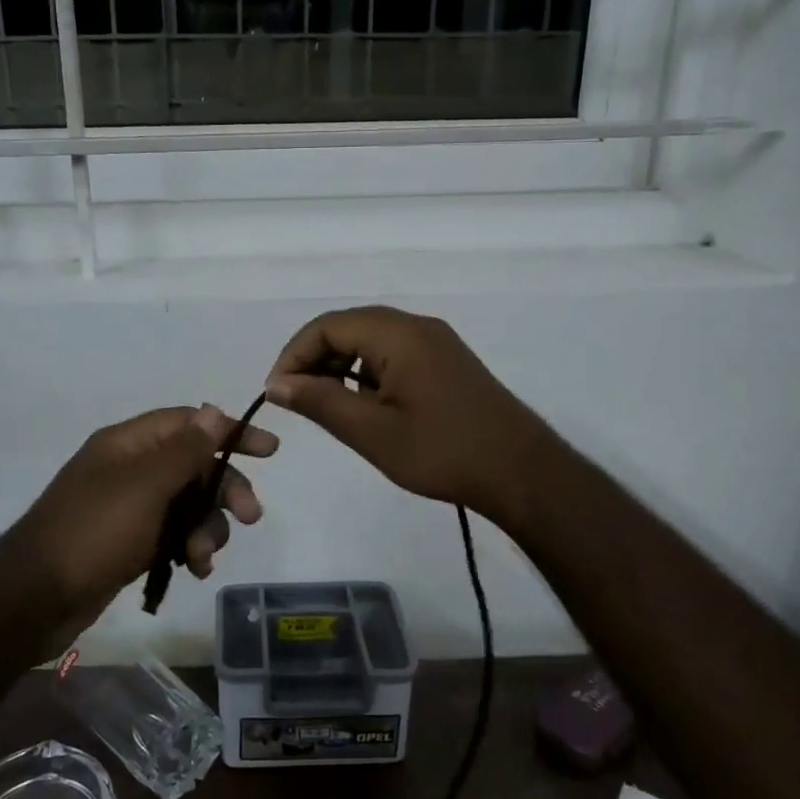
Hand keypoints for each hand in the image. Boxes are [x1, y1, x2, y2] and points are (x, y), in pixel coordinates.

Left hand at [10, 405, 276, 635]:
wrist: (35, 599)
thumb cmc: (94, 532)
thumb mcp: (146, 486)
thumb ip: (185, 450)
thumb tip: (214, 411)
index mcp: (129, 443)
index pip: (190, 423)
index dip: (231, 432)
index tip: (270, 451)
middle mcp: (130, 468)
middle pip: (194, 466)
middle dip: (224, 490)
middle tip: (251, 517)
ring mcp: (128, 507)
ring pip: (187, 505)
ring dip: (207, 527)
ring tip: (202, 557)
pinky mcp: (128, 542)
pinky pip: (172, 534)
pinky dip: (188, 548)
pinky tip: (193, 570)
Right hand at [264, 306, 553, 520]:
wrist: (522, 472)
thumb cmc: (443, 452)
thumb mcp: (372, 432)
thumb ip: (320, 402)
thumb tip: (277, 385)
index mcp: (398, 334)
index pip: (327, 326)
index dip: (294, 355)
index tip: (277, 393)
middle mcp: (417, 326)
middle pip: (348, 327)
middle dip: (315, 359)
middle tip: (297, 400)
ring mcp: (436, 342)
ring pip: (370, 341)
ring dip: (340, 366)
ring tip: (326, 406)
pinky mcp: (446, 362)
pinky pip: (393, 354)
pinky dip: (366, 373)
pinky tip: (364, 406)